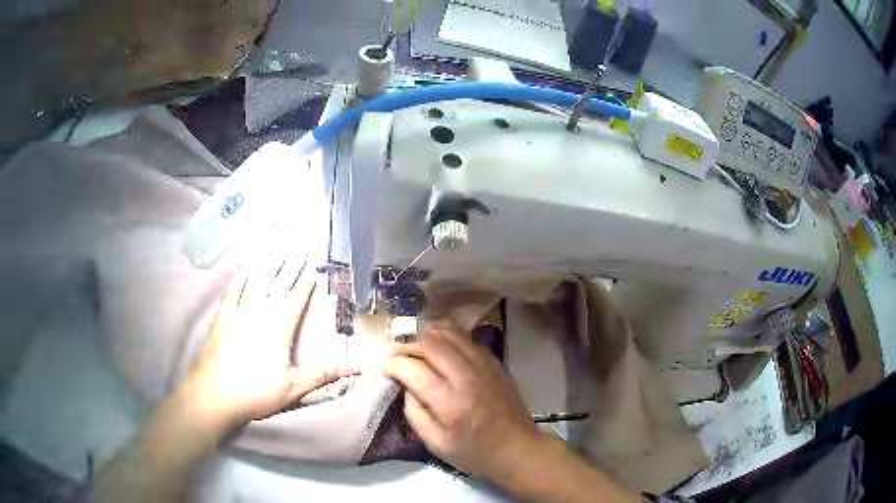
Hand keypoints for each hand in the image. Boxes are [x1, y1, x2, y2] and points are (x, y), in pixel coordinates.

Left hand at [189, 251, 355, 425]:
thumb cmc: (257, 393)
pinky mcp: (222, 321)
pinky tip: (242, 271)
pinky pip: (231, 296)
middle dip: (291, 267)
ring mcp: (239, 315)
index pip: (296, 300)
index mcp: (279, 330)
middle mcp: (260, 315)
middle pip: (278, 286)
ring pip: (257, 285)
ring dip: (268, 267)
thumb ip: (324, 374)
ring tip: (277, 250)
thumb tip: (356, 368)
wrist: (216, 395)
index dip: (305, 283)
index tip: (313, 266)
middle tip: (300, 247)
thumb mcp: (294, 387)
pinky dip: (237, 282)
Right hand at [383, 319, 547, 481]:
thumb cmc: (475, 452)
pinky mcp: (494, 362)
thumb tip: (406, 386)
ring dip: (426, 331)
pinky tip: (438, 340)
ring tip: (413, 340)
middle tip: (395, 352)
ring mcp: (484, 365)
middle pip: (430, 343)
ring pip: (450, 333)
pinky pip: (467, 337)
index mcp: (449, 402)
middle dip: (406, 343)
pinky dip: (447, 334)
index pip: (413, 369)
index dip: (393, 364)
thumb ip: (415, 413)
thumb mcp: (436, 444)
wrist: (518, 448)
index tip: (386, 368)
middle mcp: (466, 376)